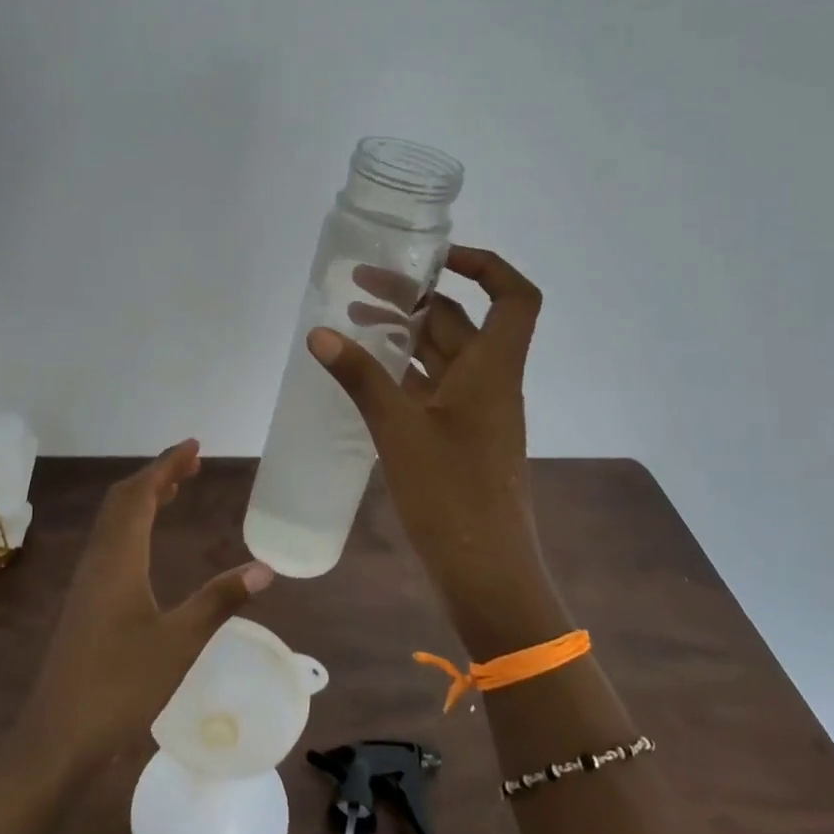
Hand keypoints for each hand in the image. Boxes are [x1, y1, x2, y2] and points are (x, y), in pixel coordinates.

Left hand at [16, 440, 273, 771]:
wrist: (58, 736)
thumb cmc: (121, 685)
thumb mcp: (180, 642)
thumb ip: (219, 600)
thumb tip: (265, 568)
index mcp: (119, 558)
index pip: (141, 494)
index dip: (167, 465)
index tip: (194, 446)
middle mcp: (99, 559)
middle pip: (123, 500)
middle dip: (156, 475)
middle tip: (191, 464)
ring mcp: (87, 580)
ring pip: (113, 521)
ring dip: (142, 498)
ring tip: (174, 491)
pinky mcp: (84, 601)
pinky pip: (109, 542)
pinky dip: (132, 524)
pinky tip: (146, 543)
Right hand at [309, 246, 564, 651]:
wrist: (485, 575)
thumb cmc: (450, 495)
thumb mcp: (398, 430)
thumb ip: (359, 378)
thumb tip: (319, 334)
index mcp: (493, 369)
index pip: (514, 296)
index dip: (484, 264)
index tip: (433, 258)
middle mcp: (490, 382)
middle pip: (461, 321)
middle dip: (414, 297)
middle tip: (360, 285)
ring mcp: (475, 412)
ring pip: (442, 355)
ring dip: (404, 334)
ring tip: (352, 320)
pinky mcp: (459, 438)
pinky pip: (432, 388)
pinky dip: (403, 371)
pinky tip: (365, 373)